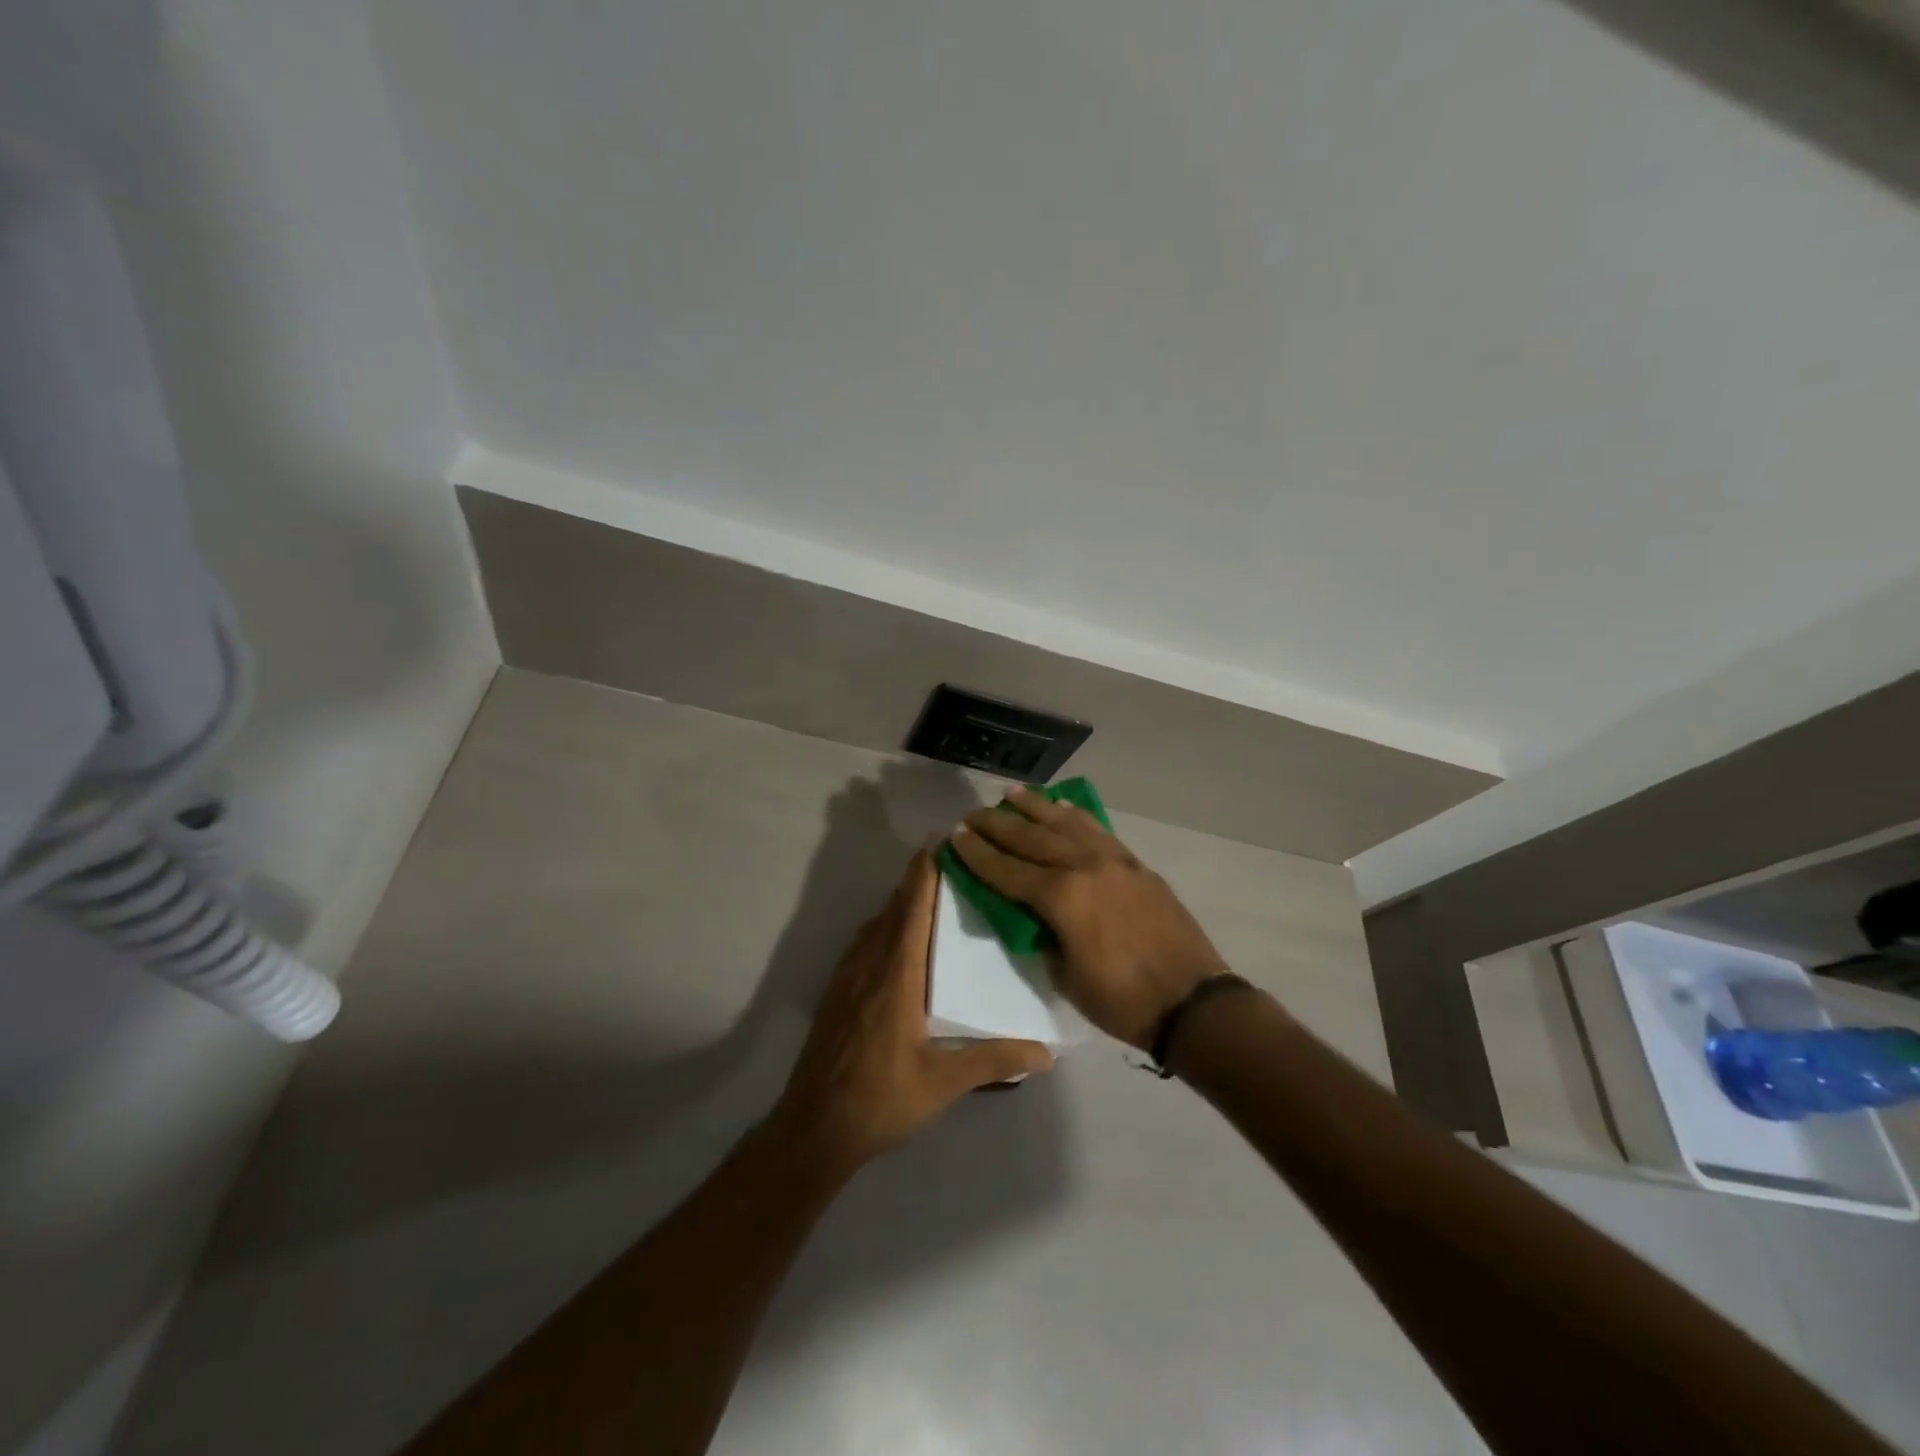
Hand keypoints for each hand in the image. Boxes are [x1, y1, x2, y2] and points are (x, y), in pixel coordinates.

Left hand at [772, 849, 1054, 1173]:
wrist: (814, 1127)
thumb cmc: (881, 1099)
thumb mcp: (943, 1082)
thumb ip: (994, 1061)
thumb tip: (1046, 1053)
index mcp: (897, 975)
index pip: (912, 910)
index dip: (924, 873)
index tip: (940, 843)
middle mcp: (869, 965)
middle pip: (893, 908)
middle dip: (916, 880)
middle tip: (948, 861)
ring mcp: (848, 978)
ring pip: (875, 925)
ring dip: (899, 902)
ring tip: (927, 894)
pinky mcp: (837, 994)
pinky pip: (863, 944)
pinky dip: (883, 926)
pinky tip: (896, 942)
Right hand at [951, 788, 1230, 1050]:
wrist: (1192, 1001)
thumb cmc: (1122, 1000)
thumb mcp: (1066, 976)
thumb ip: (1042, 936)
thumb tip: (1030, 914)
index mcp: (1062, 898)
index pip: (1007, 870)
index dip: (978, 854)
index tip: (956, 837)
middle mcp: (1084, 867)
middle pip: (1031, 838)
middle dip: (997, 825)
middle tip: (973, 814)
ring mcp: (1114, 860)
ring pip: (1065, 823)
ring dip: (1035, 807)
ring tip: (1011, 794)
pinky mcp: (1135, 863)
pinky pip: (1097, 829)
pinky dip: (1075, 815)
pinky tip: (1062, 806)